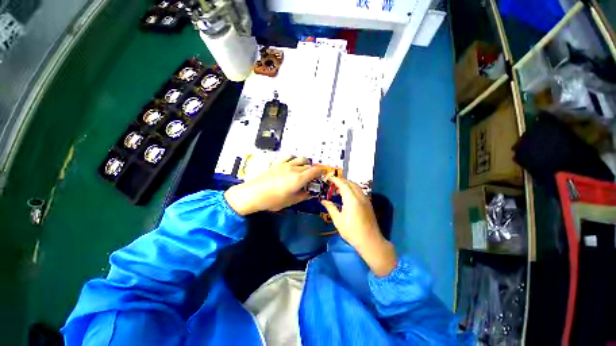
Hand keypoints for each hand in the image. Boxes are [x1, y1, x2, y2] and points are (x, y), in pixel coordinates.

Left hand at [224, 156, 324, 215]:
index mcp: (299, 179)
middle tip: (312, 177)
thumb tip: (310, 193)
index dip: (321, 171)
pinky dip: (294, 158)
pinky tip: (291, 163)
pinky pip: (289, 156)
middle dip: (313, 170)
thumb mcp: (291, 201)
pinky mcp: (277, 163)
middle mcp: (294, 169)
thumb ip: (303, 196)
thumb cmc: (273, 200)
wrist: (254, 193)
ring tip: (302, 169)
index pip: (315, 171)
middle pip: (308, 166)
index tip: (323, 172)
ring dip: (304, 163)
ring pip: (300, 159)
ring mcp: (285, 164)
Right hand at [321, 177, 396, 276]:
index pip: (343, 184)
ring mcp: (366, 199)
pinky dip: (352, 189)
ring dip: (347, 185)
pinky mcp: (368, 203)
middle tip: (332, 184)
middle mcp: (360, 196)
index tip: (329, 178)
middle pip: (350, 183)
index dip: (336, 179)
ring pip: (356, 186)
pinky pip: (359, 191)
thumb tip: (323, 201)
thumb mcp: (338, 220)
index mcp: (352, 200)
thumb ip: (331, 208)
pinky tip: (347, 196)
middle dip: (341, 181)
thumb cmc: (352, 231)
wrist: (370, 241)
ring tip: (338, 189)